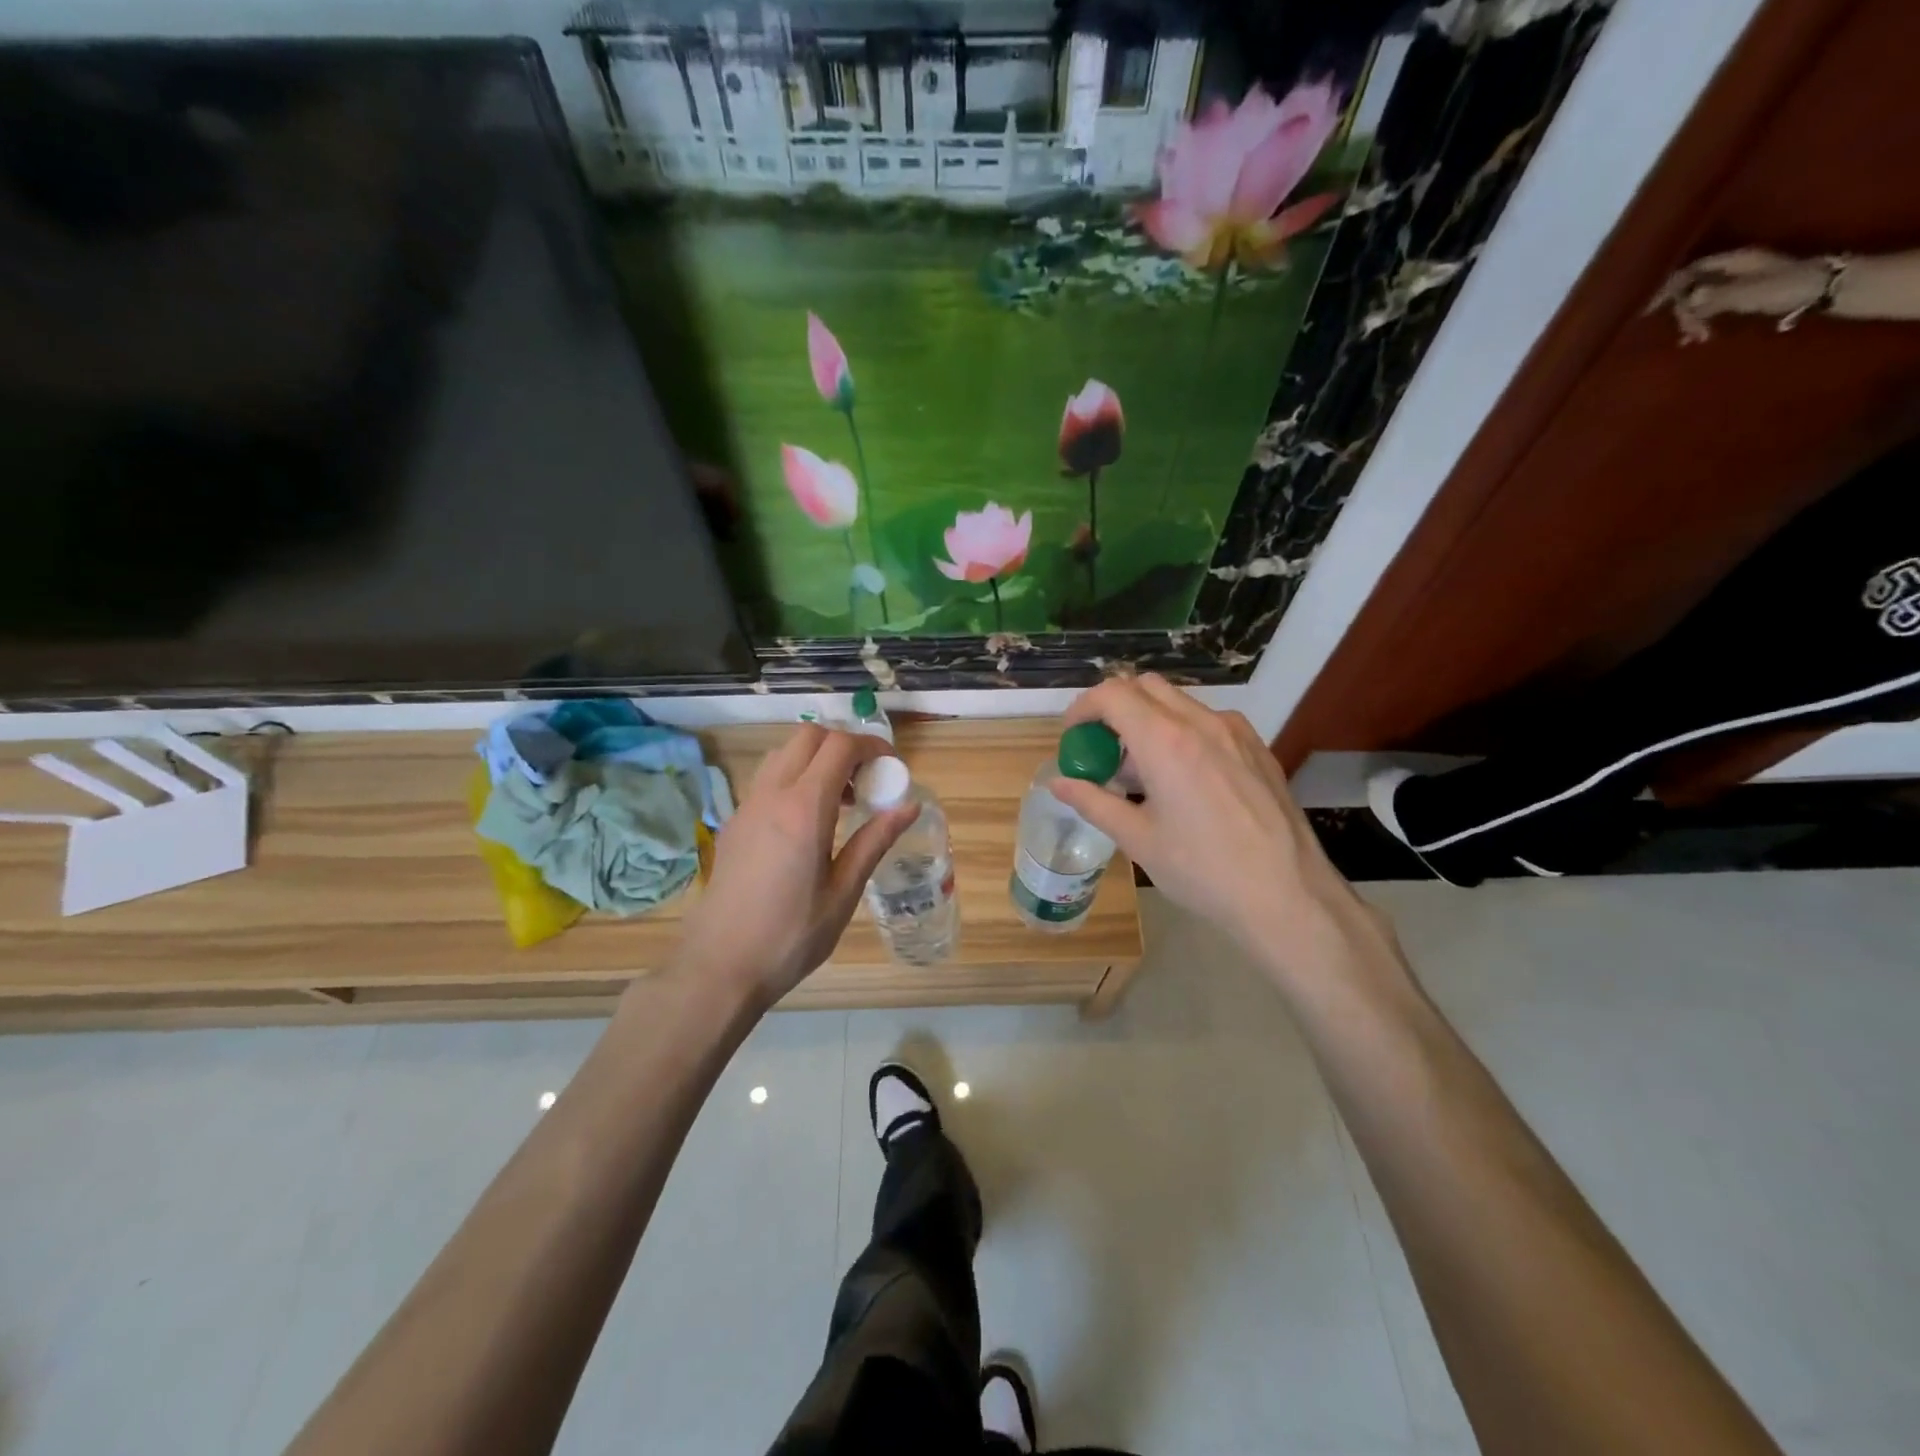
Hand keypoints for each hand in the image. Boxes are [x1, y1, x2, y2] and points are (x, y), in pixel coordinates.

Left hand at [678, 726, 913, 1004]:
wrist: (719, 967)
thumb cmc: (791, 936)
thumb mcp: (843, 892)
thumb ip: (875, 841)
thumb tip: (909, 807)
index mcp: (804, 809)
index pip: (839, 746)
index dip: (871, 745)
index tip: (891, 767)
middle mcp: (772, 795)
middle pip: (808, 736)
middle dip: (843, 745)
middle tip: (867, 780)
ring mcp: (747, 806)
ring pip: (784, 753)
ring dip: (817, 759)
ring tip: (841, 800)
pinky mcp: (734, 822)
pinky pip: (768, 778)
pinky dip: (795, 777)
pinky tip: (809, 821)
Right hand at [1050, 675, 1385, 986]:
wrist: (1288, 895)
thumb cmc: (1202, 870)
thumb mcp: (1138, 839)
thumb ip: (1093, 802)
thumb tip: (1058, 784)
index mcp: (1165, 741)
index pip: (1112, 694)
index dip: (1083, 708)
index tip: (1073, 736)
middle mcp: (1201, 722)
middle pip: (1146, 687)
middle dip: (1115, 708)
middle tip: (1102, 749)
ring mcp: (1236, 732)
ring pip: (1179, 703)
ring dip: (1149, 721)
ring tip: (1142, 772)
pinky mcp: (1258, 748)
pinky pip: (1208, 722)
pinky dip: (1181, 733)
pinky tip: (1183, 781)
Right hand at [1649, 247, 1831, 341]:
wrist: (1828, 290)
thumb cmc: (1788, 287)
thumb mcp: (1749, 292)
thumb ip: (1716, 296)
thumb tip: (1687, 301)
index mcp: (1734, 261)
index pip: (1691, 271)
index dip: (1669, 289)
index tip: (1651, 310)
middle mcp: (1733, 268)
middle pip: (1692, 288)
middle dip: (1683, 311)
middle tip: (1686, 332)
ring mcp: (1738, 282)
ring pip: (1700, 300)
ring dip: (1692, 321)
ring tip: (1696, 338)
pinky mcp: (1744, 296)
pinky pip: (1711, 308)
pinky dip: (1702, 322)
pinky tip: (1700, 337)